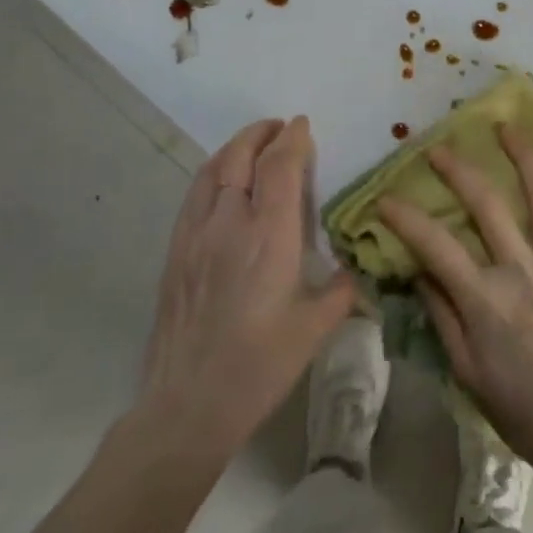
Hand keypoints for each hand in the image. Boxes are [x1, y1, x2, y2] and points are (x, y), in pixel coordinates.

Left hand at [135, 117, 355, 462]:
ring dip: (234, 148)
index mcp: (269, 236)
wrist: (187, 406)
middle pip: (240, 157)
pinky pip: (194, 195)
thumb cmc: (258, 367)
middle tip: (279, 127)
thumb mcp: (314, 329)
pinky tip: (222, 184)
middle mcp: (229, 223)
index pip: (280, 166)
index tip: (303, 125)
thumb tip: (357, 271)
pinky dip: (213, 173)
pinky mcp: (175, 252)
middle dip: (261, 133)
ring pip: (212, 171)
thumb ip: (342, 291)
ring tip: (252, 145)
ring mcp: (195, 236)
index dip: (292, 139)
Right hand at [378, 125, 532, 468]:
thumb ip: (442, 315)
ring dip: (525, 155)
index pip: (434, 245)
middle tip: (440, 149)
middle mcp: (521, 268)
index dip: (405, 218)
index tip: (386, 199)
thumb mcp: (465, 370)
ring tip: (509, 128)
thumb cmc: (519, 406)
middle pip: (486, 203)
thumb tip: (421, 271)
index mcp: (484, 297)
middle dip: (458, 170)